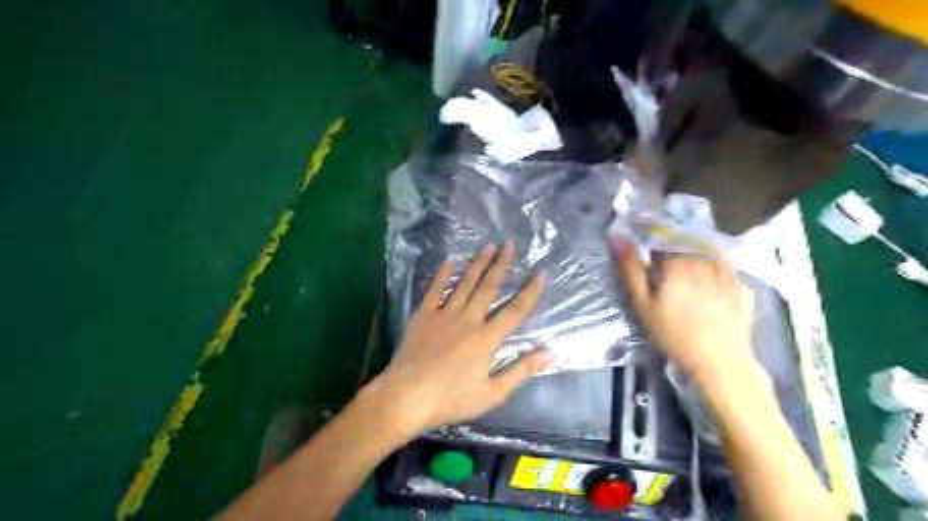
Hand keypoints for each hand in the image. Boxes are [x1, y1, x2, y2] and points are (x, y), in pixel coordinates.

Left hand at [368, 242, 548, 435]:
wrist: (407, 397)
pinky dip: (443, 275)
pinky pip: (435, 290)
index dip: (530, 293)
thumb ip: (521, 370)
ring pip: (465, 284)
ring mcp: (444, 315)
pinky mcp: (423, 315)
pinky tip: (450, 261)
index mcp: (487, 339)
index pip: (515, 311)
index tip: (540, 274)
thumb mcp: (492, 393)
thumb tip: (550, 352)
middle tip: (509, 244)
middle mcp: (468, 320)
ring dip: (477, 264)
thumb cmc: (451, 399)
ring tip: (488, 246)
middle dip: (501, 264)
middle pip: (489, 288)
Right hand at [615, 240, 751, 381]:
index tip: (648, 269)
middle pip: (685, 248)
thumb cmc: (673, 333)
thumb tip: (618, 237)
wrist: (720, 362)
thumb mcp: (642, 303)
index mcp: (679, 260)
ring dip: (694, 265)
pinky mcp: (744, 288)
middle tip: (666, 282)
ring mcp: (730, 273)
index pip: (660, 242)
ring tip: (686, 288)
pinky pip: (725, 273)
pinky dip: (715, 278)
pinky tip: (710, 296)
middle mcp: (706, 260)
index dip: (651, 253)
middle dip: (673, 258)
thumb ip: (630, 268)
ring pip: (706, 258)